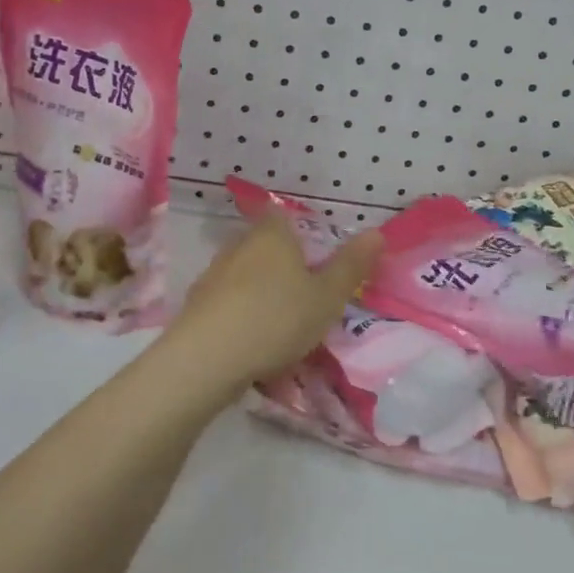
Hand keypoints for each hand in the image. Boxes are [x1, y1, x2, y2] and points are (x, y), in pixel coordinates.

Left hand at [163, 212, 382, 390]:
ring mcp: (213, 274)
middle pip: (263, 245)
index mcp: (272, 234)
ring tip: (281, 323)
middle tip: (305, 293)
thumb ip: (351, 266)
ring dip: (260, 291)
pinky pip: (228, 302)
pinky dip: (241, 314)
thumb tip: (377, 232)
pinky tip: (252, 341)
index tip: (313, 253)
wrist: (207, 358)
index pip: (282, 214)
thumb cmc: (277, 318)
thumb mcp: (327, 297)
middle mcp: (239, 245)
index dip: (298, 229)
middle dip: (282, 264)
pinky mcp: (196, 305)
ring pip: (244, 275)